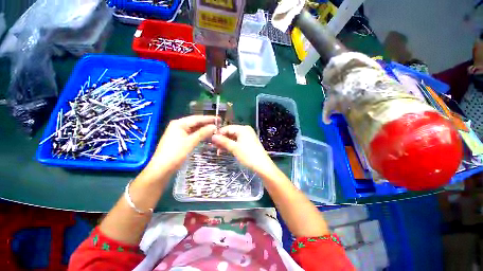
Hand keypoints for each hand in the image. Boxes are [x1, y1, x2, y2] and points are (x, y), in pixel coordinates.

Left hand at [148, 115, 217, 173]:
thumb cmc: (175, 153)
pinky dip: (200, 134)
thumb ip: (203, 133)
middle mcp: (179, 126)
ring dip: (204, 129)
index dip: (209, 118)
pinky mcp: (180, 139)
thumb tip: (214, 126)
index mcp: (179, 123)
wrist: (162, 168)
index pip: (197, 118)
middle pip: (195, 122)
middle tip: (219, 124)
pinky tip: (207, 135)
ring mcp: (179, 133)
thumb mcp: (190, 142)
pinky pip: (192, 134)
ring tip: (215, 129)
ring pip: (194, 129)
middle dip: (207, 123)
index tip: (219, 118)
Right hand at [211, 125, 274, 173]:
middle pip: (230, 132)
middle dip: (222, 139)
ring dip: (226, 143)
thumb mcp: (234, 148)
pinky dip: (231, 145)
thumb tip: (212, 136)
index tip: (211, 140)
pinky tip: (225, 150)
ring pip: (233, 138)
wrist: (262, 165)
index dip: (219, 134)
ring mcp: (248, 136)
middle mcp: (245, 130)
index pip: (227, 128)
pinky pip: (237, 141)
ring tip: (218, 150)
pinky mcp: (249, 142)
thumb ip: (223, 141)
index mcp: (243, 129)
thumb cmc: (248, 155)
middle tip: (214, 147)